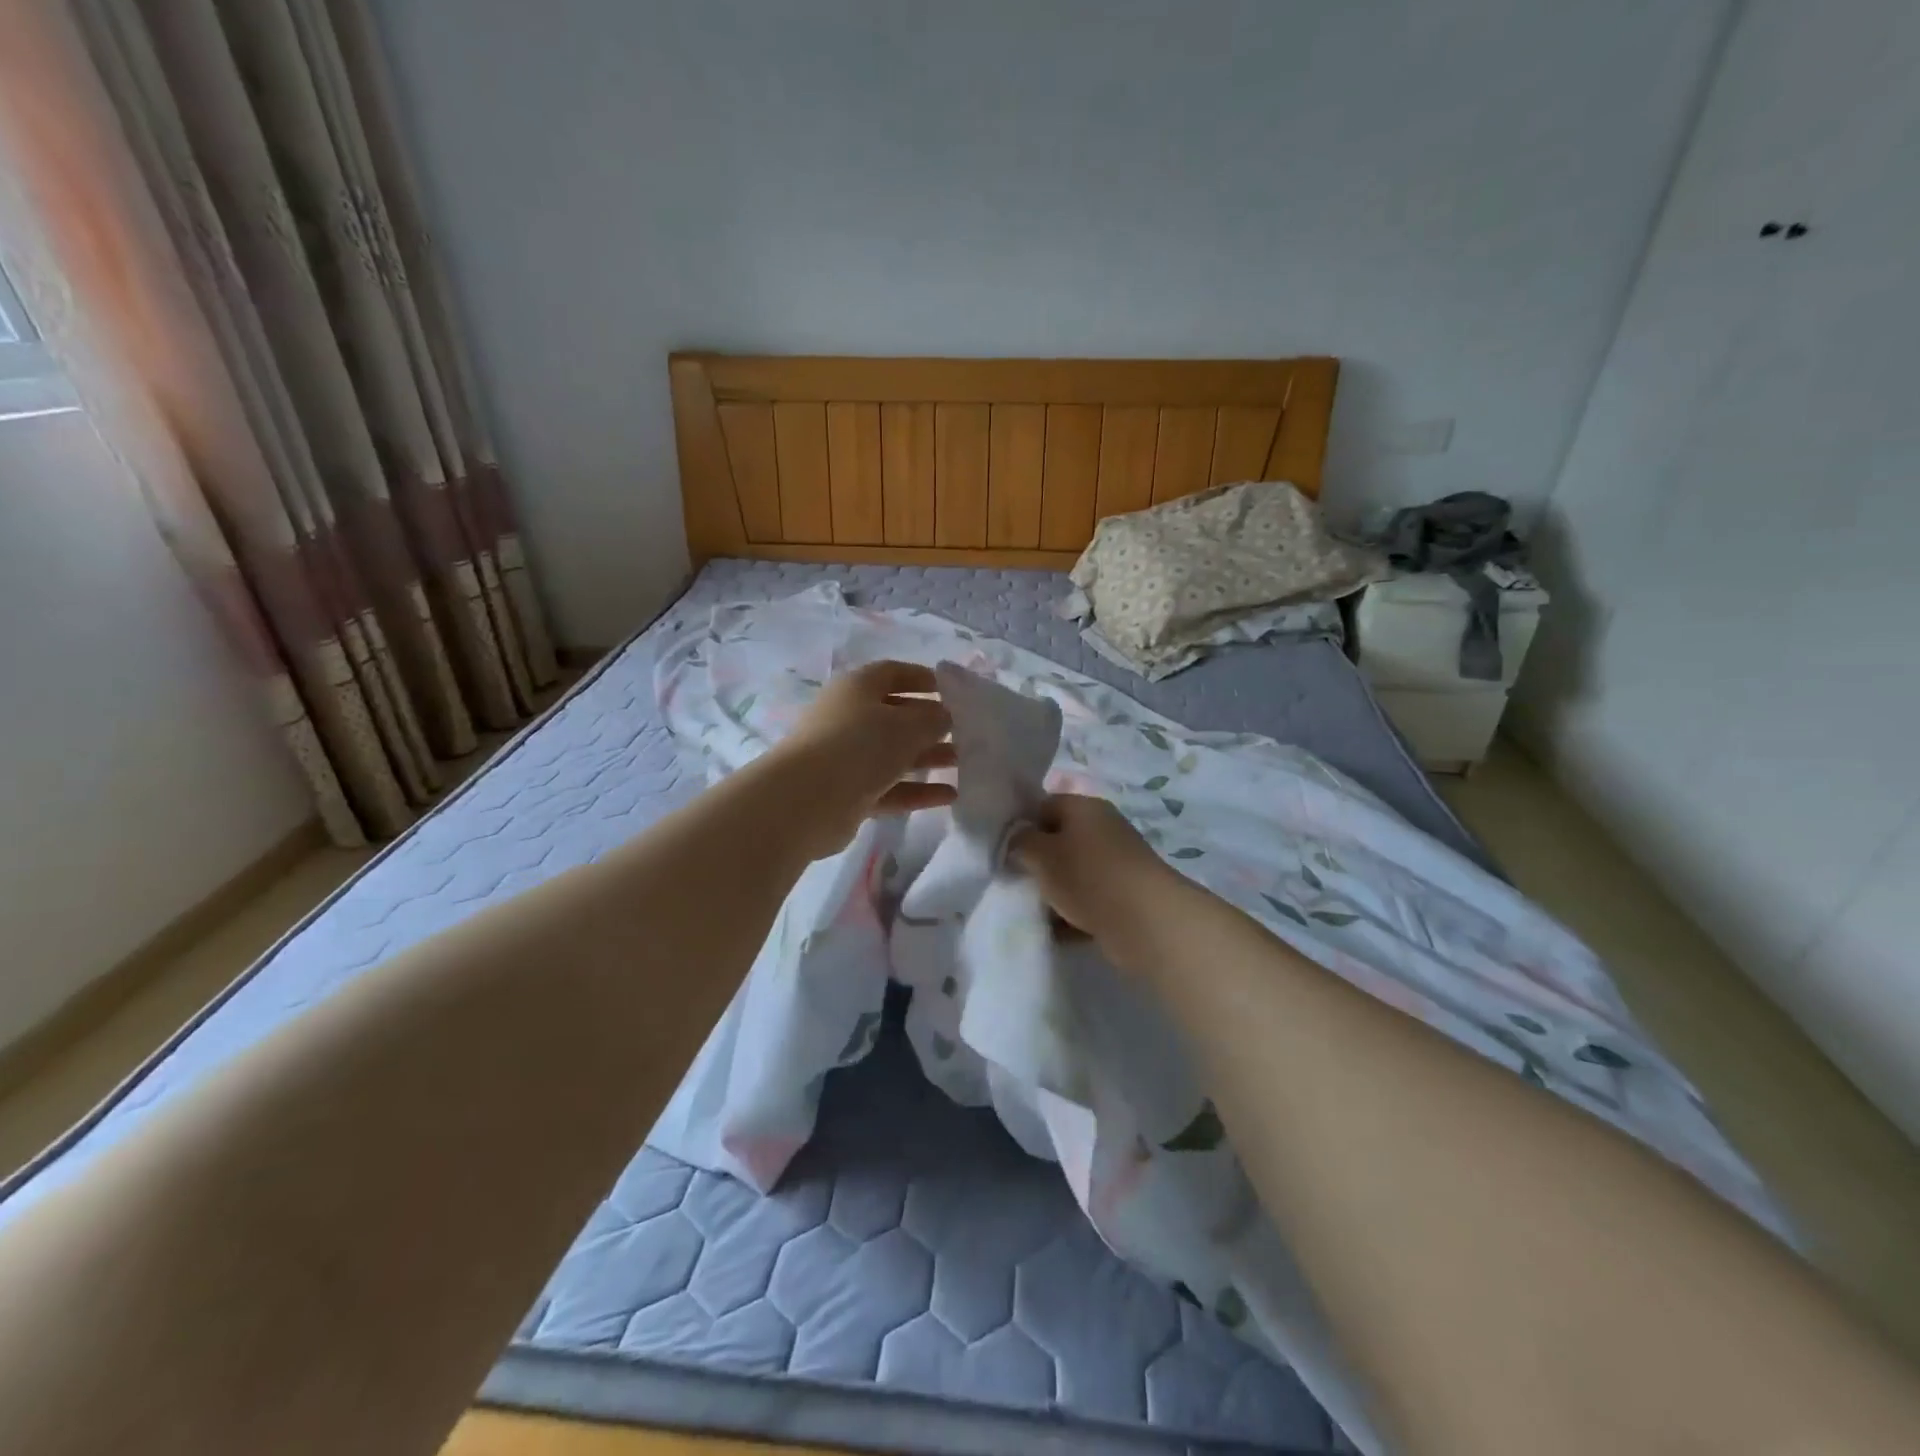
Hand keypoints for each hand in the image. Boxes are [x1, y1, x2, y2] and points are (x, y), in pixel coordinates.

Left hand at [769, 661, 957, 855]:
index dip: (923, 679)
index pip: (893, 673)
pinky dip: (917, 790)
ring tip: (963, 765)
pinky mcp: (849, 793)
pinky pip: (890, 787)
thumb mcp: (907, 725)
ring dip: (928, 757)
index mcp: (857, 688)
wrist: (806, 800)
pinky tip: (950, 796)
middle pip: (896, 716)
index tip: (953, 692)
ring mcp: (847, 757)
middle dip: (930, 724)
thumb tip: (945, 716)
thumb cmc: (859, 746)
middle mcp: (850, 718)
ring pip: (894, 754)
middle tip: (964, 734)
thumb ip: (933, 718)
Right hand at [1010, 794, 1175, 948]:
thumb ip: (1020, 842)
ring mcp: (1116, 863)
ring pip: (1072, 873)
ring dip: (1052, 892)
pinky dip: (1071, 914)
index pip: (1043, 805)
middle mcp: (1103, 829)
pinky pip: (1088, 900)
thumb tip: (1016, 840)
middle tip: (1015, 882)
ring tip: (1032, 910)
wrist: (1146, 921)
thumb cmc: (1088, 876)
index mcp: (1084, 807)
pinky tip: (1055, 931)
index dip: (1022, 825)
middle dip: (1036, 863)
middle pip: (1058, 841)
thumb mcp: (1041, 854)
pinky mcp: (1124, 896)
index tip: (1004, 851)